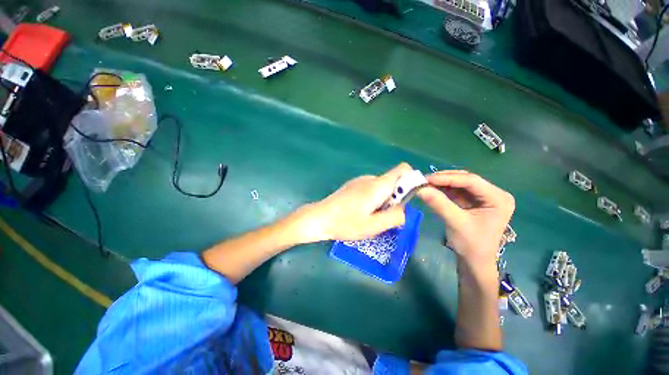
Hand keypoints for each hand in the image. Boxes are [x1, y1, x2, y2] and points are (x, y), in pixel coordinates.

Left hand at [295, 163, 412, 241]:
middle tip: (383, 216)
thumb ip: (395, 216)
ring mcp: (359, 180)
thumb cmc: (346, 223)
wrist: (319, 218)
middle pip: (393, 181)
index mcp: (378, 185)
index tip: (407, 199)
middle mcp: (370, 178)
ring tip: (370, 216)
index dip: (411, 180)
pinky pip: (371, 188)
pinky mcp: (353, 185)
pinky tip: (361, 212)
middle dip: (395, 198)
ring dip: (383, 200)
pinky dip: (374, 199)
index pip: (403, 169)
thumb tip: (405, 208)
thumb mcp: (374, 226)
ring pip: (382, 186)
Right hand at [417, 171, 514, 265]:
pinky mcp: (472, 201)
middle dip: (443, 179)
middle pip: (465, 180)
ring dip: (441, 184)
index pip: (472, 181)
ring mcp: (483, 197)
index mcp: (498, 198)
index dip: (447, 178)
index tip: (426, 179)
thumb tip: (420, 189)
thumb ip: (439, 204)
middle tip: (423, 180)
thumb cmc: (471, 245)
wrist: (474, 262)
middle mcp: (493, 194)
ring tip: (424, 184)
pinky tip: (431, 189)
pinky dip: (442, 190)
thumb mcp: (455, 223)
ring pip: (459, 184)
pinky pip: (455, 191)